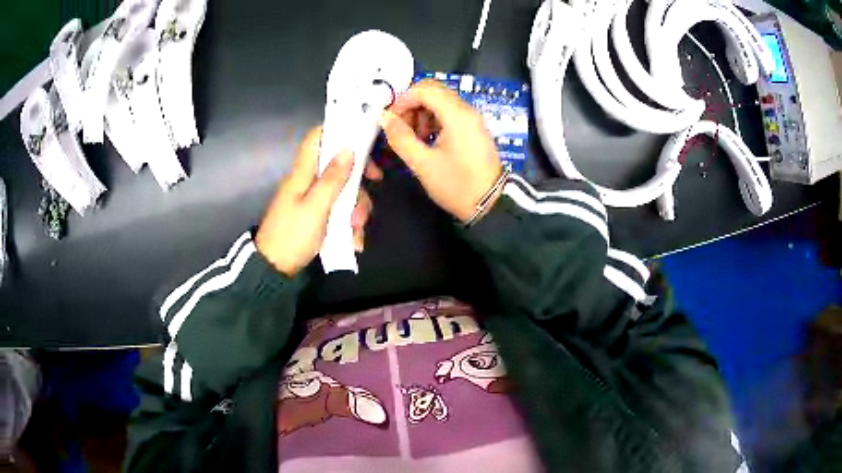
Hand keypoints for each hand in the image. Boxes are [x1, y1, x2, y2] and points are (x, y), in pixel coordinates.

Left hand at [256, 127, 379, 275]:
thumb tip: (348, 148)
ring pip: (343, 191)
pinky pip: (339, 211)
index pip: (317, 137)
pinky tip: (353, 241)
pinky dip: (348, 224)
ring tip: (356, 232)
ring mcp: (312, 199)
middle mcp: (308, 181)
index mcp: (303, 172)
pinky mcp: (316, 216)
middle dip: (357, 182)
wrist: (274, 269)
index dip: (338, 131)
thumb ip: (332, 179)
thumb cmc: (292, 236)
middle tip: (373, 189)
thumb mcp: (316, 207)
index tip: (362, 142)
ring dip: (355, 209)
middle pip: (339, 167)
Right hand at [379, 79, 502, 222]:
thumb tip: (385, 118)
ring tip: (413, 139)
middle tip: (400, 128)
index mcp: (457, 115)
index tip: (391, 120)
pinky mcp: (473, 129)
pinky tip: (426, 141)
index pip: (425, 89)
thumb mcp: (423, 164)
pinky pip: (449, 114)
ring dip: (421, 114)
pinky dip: (433, 121)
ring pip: (440, 101)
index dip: (403, 100)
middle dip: (411, 105)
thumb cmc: (457, 185)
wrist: (490, 205)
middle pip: (433, 91)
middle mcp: (467, 110)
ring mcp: (472, 119)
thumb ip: (401, 137)